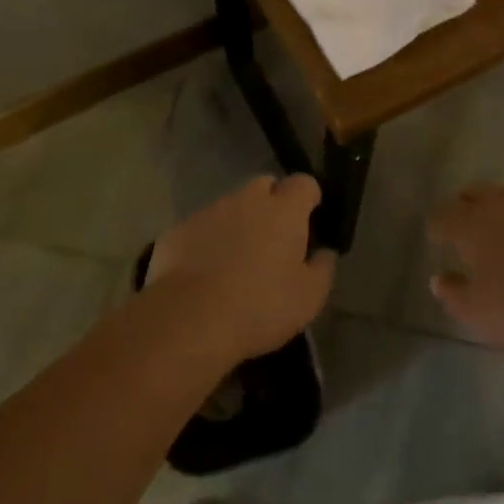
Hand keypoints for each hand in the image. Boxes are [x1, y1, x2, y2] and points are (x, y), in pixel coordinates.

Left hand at [146, 174, 334, 364]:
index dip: (309, 198)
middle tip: (274, 240)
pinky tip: (206, 272)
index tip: (310, 221)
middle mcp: (247, 199)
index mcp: (284, 209)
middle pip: (265, 186)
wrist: (189, 320)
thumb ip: (323, 268)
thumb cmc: (259, 306)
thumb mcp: (309, 298)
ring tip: (237, 261)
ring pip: (231, 206)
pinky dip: (209, 240)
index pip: (304, 183)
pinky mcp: (179, 229)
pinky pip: (202, 227)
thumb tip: (324, 252)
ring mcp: (209, 211)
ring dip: (239, 222)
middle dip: (272, 204)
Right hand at [427, 184, 503, 376]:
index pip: (443, 215)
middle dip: (467, 209)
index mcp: (473, 222)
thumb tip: (441, 279)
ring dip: (503, 215)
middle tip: (468, 233)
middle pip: (476, 195)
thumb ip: (453, 293)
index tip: (437, 240)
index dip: (437, 228)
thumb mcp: (478, 314)